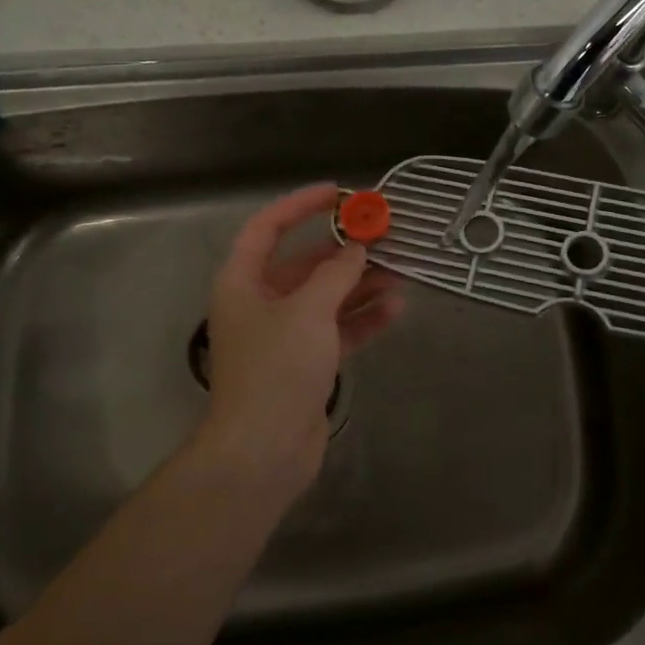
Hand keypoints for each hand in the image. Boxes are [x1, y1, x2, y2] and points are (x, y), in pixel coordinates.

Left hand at [197, 184, 404, 505]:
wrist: (263, 450)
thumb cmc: (276, 368)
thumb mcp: (308, 311)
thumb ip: (337, 274)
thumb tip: (357, 249)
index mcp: (243, 282)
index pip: (267, 228)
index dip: (300, 205)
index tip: (339, 193)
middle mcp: (260, 303)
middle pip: (304, 264)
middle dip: (344, 251)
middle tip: (384, 236)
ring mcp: (284, 335)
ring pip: (326, 297)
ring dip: (360, 284)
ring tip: (401, 272)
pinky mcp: (306, 363)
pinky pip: (337, 329)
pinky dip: (363, 318)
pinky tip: (395, 308)